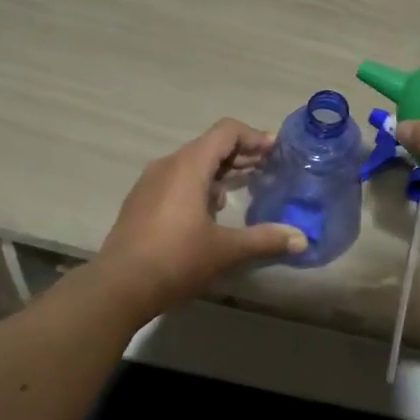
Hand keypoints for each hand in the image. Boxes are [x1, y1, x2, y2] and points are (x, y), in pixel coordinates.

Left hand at [95, 118, 307, 316]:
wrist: (118, 287)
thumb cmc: (175, 260)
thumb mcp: (225, 250)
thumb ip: (265, 239)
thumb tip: (302, 239)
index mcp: (189, 166)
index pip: (226, 132)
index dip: (253, 136)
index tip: (276, 151)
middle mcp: (168, 165)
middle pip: (210, 145)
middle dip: (241, 154)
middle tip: (269, 168)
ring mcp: (150, 183)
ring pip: (192, 163)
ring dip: (220, 170)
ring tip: (245, 186)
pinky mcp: (141, 201)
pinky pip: (176, 180)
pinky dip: (200, 184)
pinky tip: (212, 210)